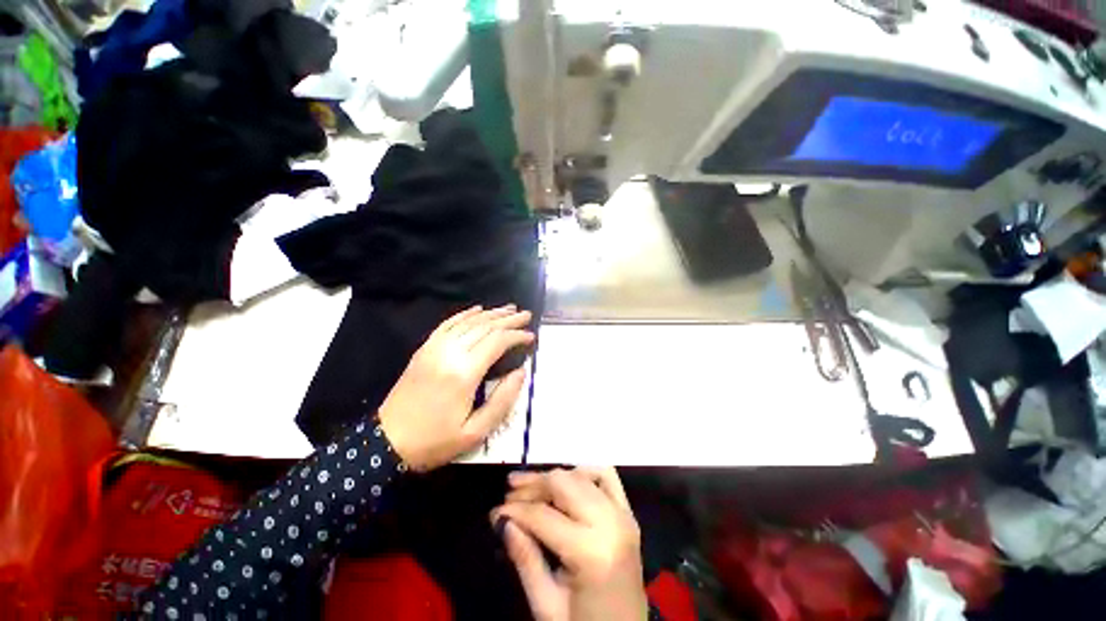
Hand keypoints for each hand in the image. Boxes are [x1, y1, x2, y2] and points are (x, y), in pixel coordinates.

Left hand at [378, 305, 533, 471]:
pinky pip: (448, 323)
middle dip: (509, 319)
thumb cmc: (435, 440)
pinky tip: (478, 309)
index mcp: (464, 373)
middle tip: (526, 314)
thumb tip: (521, 372)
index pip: (497, 341)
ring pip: (468, 321)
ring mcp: (434, 348)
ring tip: (509, 308)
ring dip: (491, 313)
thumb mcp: (476, 431)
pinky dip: (465, 314)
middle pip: (484, 326)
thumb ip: (503, 400)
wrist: (386, 442)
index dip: (517, 336)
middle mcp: (449, 353)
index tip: (531, 336)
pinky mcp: (424, 349)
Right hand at [493, 468, 647, 620]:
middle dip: (533, 485)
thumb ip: (525, 559)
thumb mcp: (546, 605)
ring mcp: (623, 514)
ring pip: (581, 475)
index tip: (494, 513)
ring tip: (529, 483)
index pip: (543, 516)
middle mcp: (611, 523)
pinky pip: (606, 476)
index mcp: (591, 552)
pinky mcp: (628, 512)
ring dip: (553, 477)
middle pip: (563, 484)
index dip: (515, 511)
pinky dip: (583, 471)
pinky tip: (566, 480)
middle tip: (508, 492)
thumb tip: (503, 521)